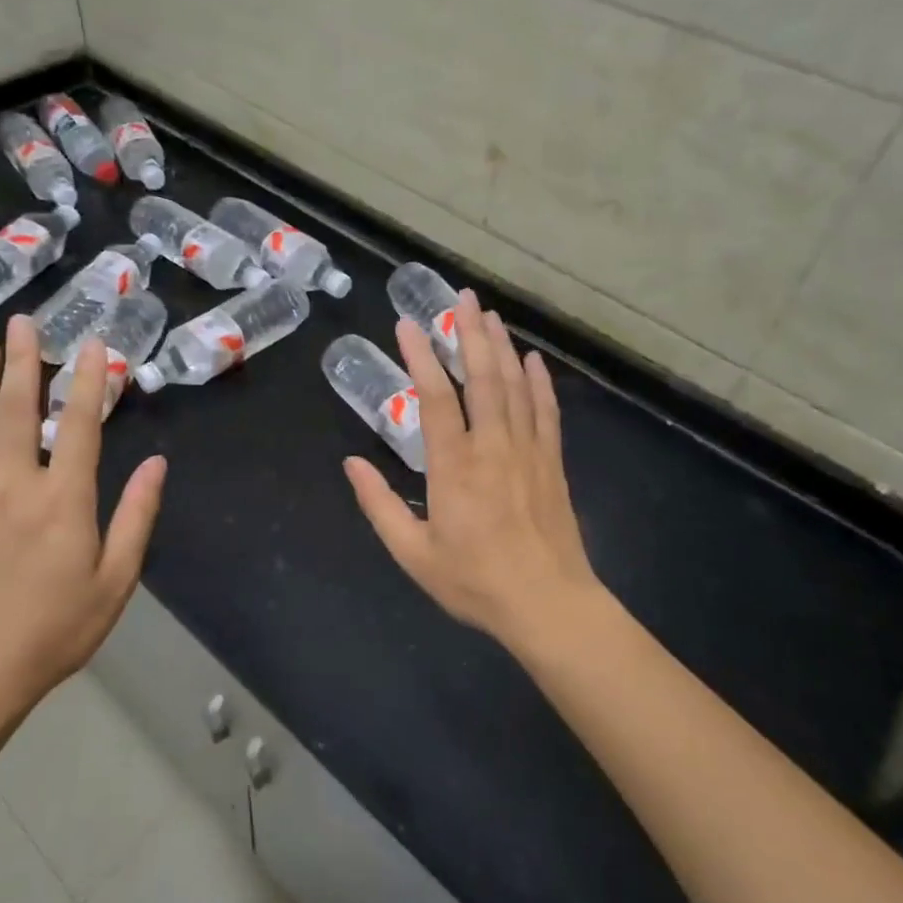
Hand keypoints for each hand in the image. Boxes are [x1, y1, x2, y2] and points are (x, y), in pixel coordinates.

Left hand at [0, 317, 165, 742]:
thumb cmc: (56, 629)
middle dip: (22, 362)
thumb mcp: (116, 580)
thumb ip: (136, 517)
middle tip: (21, 323)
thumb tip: (158, 464)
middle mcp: (14, 486)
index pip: (80, 425)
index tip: (92, 344)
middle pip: (16, 411)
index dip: (88, 381)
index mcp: (63, 501)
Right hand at [343, 289, 601, 650]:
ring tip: (490, 314)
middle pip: (483, 377)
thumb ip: (379, 505)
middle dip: (470, 333)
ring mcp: (528, 450)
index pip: (435, 397)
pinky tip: (534, 359)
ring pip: (515, 386)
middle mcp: (492, 446)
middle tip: (462, 298)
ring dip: (502, 346)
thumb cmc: (475, 581)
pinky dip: (540, 381)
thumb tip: (350, 462)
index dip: (421, 357)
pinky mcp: (552, 462)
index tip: (408, 325)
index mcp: (454, 466)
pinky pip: (546, 411)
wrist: (548, 604)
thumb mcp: (413, 553)